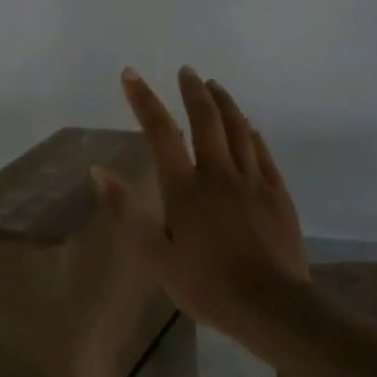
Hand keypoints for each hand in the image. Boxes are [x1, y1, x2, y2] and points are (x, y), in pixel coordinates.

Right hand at [94, 67, 309, 345]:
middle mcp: (219, 174)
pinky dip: (252, 134)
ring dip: (225, 104)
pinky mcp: (277, 195)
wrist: (270, 304)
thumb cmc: (205, 284)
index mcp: (185, 188)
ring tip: (215, 86)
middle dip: (193, 92)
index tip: (131, 74)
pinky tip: (250, 127)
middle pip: (206, 121)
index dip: (144, 101)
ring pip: (239, 130)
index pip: (161, 133)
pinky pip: (262, 153)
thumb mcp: (154, 254)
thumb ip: (127, 210)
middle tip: (186, 71)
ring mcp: (252, 182)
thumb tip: (98, 172)